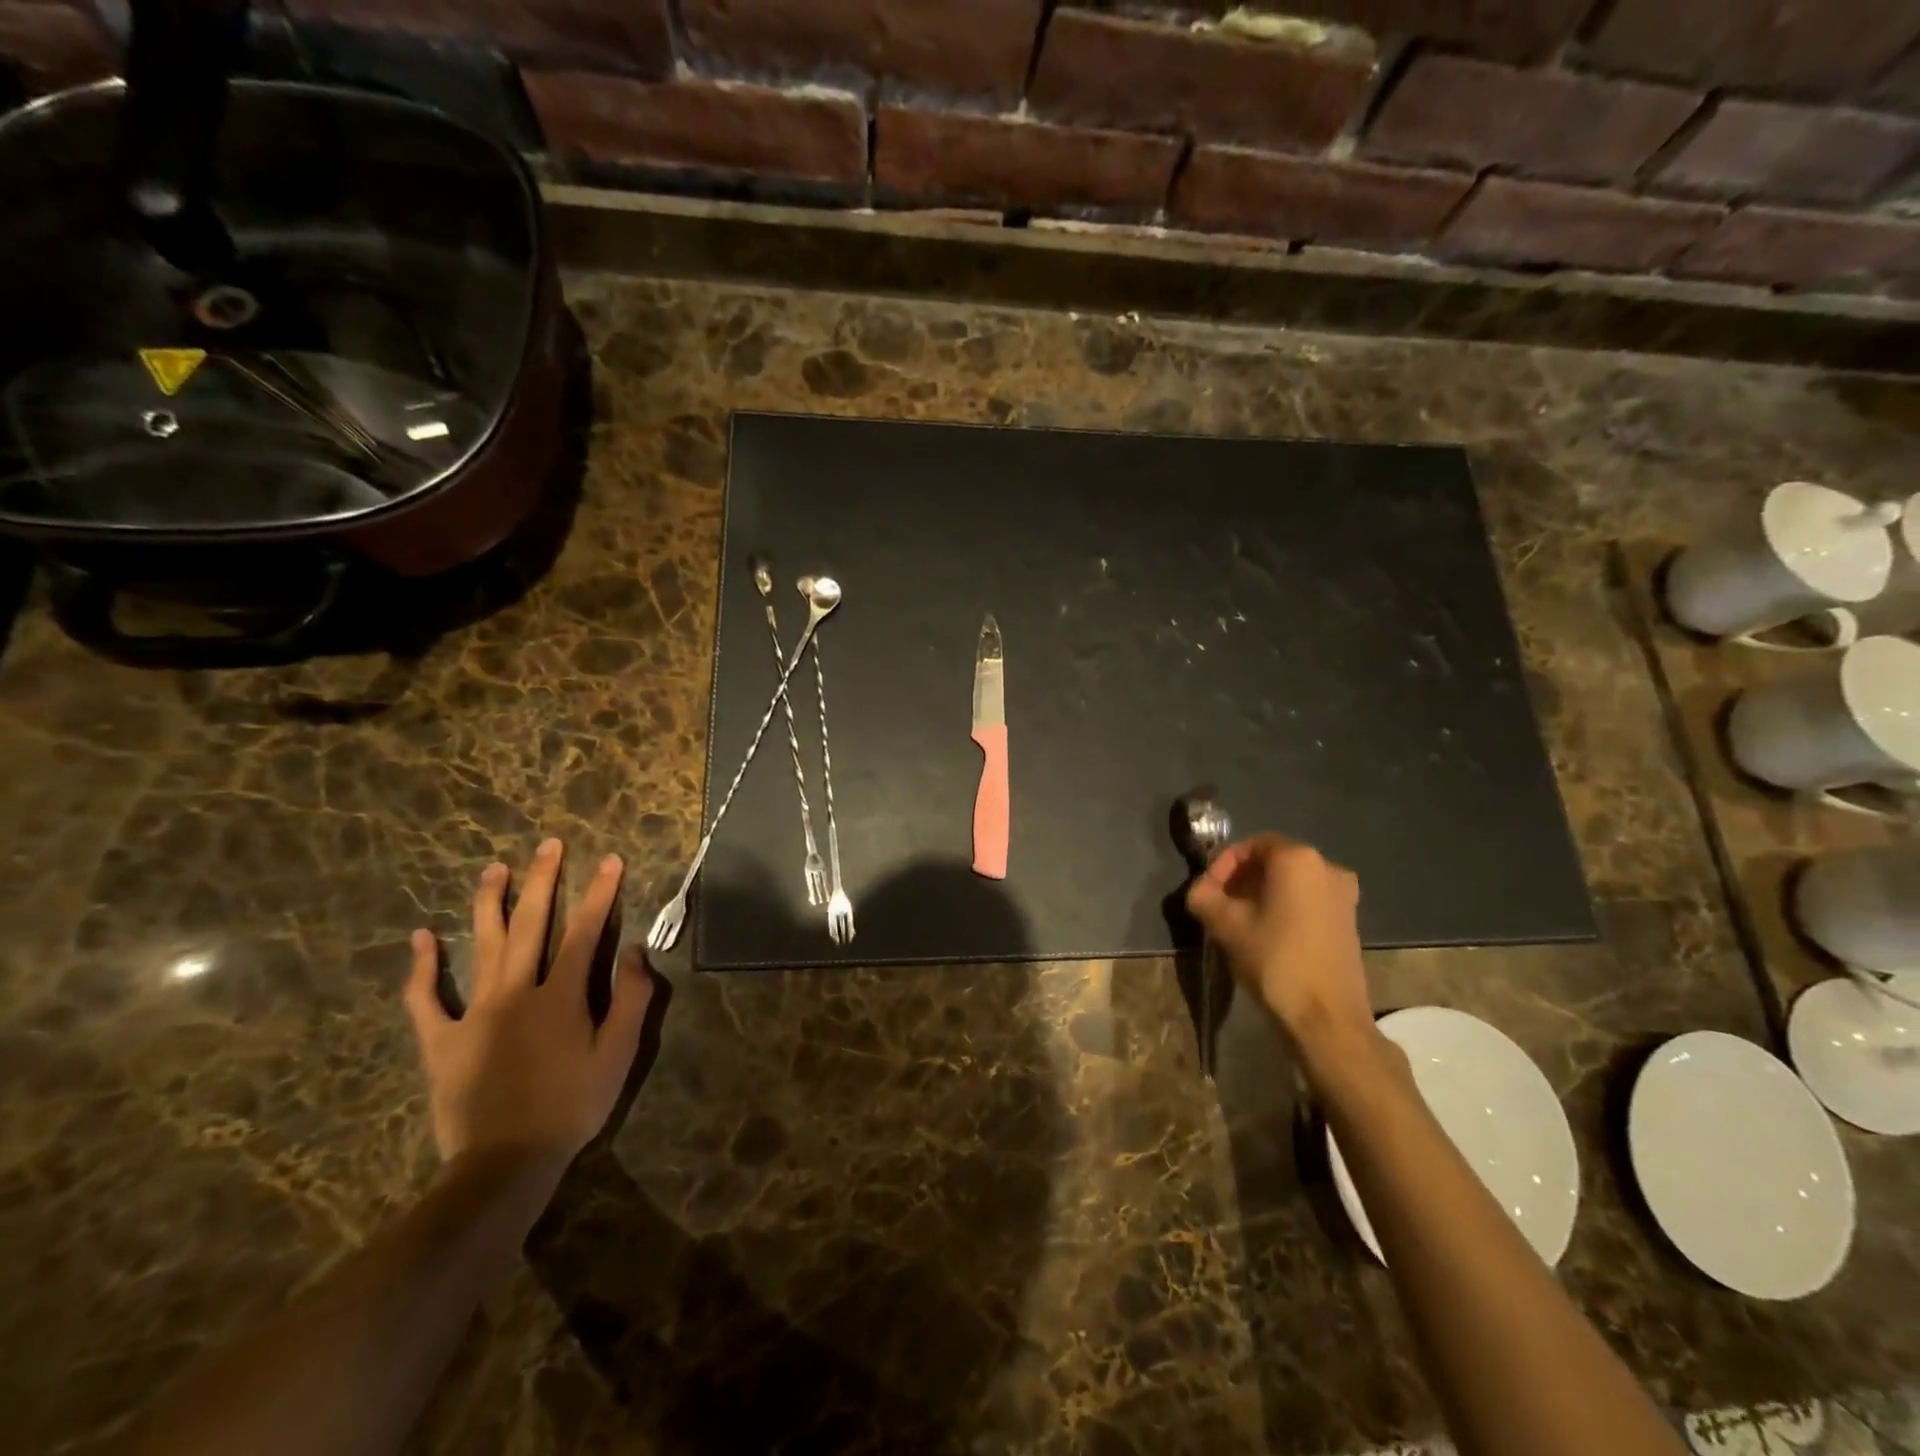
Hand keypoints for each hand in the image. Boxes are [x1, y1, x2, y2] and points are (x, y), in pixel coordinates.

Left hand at [406, 839, 653, 1177]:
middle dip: (542, 881)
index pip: (586, 932)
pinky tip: (421, 937)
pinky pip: (426, 999)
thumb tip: (637, 951)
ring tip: (495, 868)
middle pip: (531, 925)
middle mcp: (517, 992)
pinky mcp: (441, 1041)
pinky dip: (423, 967)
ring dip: (489, 904)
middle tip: (548, 845)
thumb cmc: (572, 1106)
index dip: (599, 893)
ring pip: (482, 947)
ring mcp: (474, 1014)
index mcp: (562, 996)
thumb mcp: (619, 1055)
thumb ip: (632, 999)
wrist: (505, 1163)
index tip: (609, 860)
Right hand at [1185, 834, 1376, 1062]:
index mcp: (1298, 859)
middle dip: (1241, 879)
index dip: (1223, 863)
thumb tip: (1198, 891)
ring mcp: (1344, 896)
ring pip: (1291, 883)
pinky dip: (1283, 908)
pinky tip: (1264, 934)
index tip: (1207, 889)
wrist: (1327, 1019)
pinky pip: (1307, 901)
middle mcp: (1327, 868)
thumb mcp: (1226, 926)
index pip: (1252, 845)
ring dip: (1260, 895)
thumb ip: (1204, 897)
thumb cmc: (1275, 960)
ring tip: (1236, 921)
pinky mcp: (1349, 922)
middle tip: (1218, 904)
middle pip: (1273, 862)